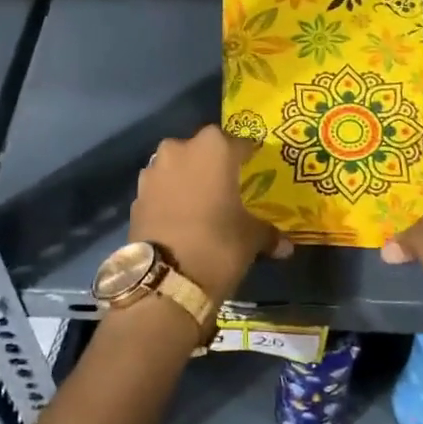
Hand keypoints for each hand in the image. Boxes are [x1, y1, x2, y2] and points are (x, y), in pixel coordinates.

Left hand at [129, 126, 289, 304]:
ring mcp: (154, 170)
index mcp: (215, 148)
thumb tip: (285, 246)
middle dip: (214, 164)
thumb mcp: (251, 238)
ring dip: (188, 178)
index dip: (249, 157)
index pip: (240, 144)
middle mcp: (180, 149)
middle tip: (227, 186)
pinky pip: (160, 188)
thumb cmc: (218, 244)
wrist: (164, 279)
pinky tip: (180, 218)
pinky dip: (170, 197)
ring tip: (201, 203)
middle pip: (203, 149)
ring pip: (177, 166)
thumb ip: (268, 233)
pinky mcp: (137, 195)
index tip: (255, 170)